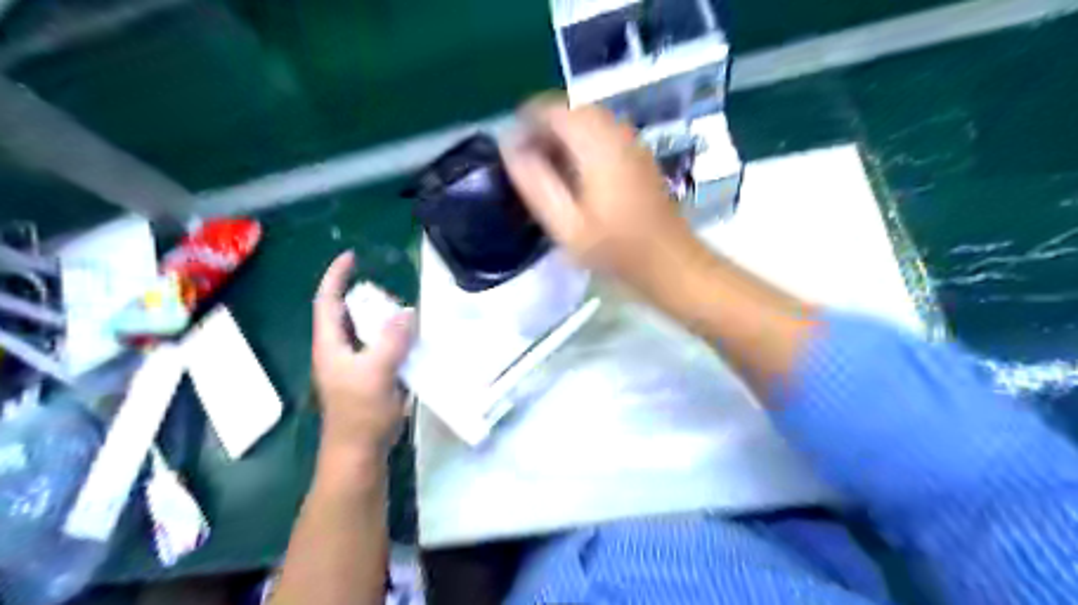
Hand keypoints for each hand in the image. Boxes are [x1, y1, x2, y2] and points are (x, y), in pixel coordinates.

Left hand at [316, 250, 412, 457]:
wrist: (360, 452)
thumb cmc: (361, 413)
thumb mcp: (376, 372)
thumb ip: (391, 340)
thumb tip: (406, 312)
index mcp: (331, 345)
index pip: (327, 302)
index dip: (336, 277)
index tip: (351, 257)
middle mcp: (339, 351)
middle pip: (349, 315)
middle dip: (367, 299)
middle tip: (393, 293)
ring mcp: (355, 366)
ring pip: (369, 333)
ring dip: (386, 320)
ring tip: (408, 314)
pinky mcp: (370, 378)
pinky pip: (383, 349)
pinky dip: (397, 340)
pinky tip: (415, 341)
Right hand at [506, 96, 709, 296]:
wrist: (669, 261)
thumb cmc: (615, 249)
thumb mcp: (566, 225)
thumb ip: (536, 183)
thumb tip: (511, 147)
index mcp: (598, 145)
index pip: (554, 109)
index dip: (527, 120)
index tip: (510, 146)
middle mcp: (617, 133)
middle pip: (573, 110)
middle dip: (544, 127)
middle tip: (526, 159)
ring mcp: (632, 142)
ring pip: (589, 121)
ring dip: (563, 135)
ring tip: (546, 167)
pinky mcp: (639, 155)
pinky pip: (604, 133)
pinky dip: (582, 143)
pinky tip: (575, 174)